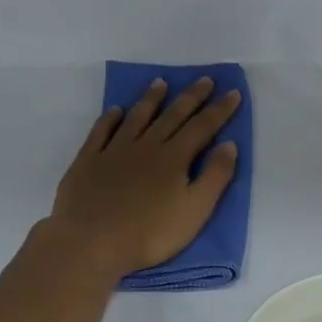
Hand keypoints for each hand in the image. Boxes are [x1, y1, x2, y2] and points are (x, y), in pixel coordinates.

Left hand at [48, 77, 241, 275]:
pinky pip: (101, 132)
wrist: (92, 241)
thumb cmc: (150, 233)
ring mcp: (114, 151)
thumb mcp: (195, 211)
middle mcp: (146, 146)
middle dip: (191, 97)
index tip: (232, 93)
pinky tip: (116, 111)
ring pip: (137, 117)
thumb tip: (229, 145)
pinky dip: (110, 118)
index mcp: (174, 158)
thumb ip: (214, 177)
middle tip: (204, 80)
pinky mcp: (88, 161)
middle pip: (172, 116)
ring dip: (151, 99)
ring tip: (161, 83)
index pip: (202, 127)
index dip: (219, 111)